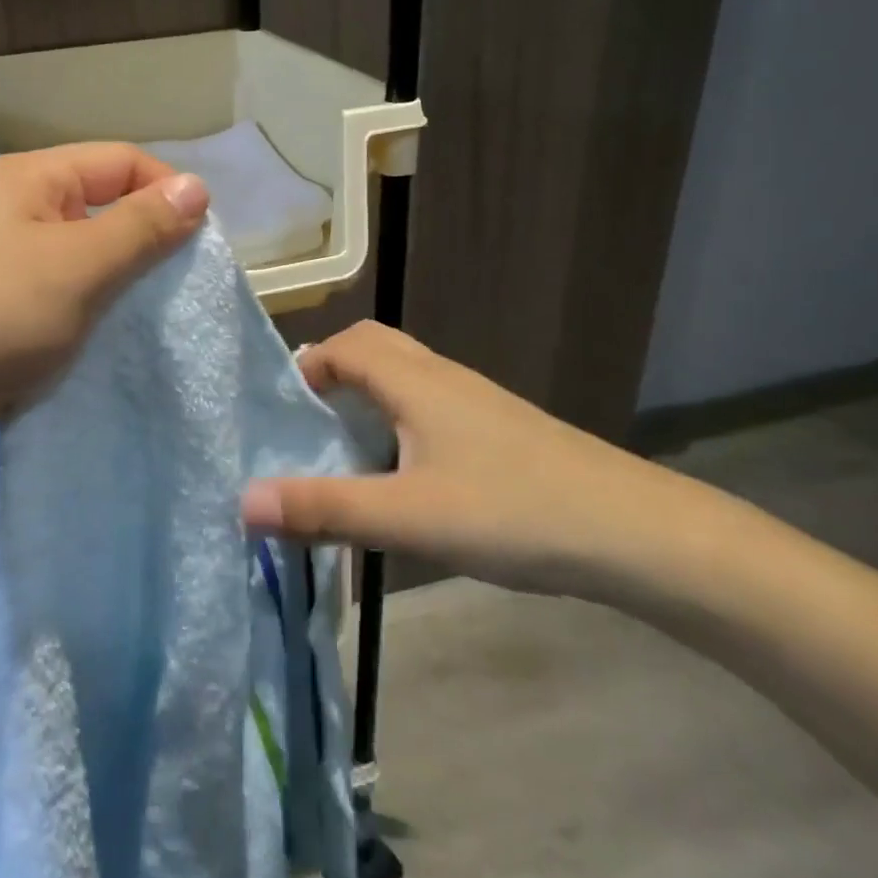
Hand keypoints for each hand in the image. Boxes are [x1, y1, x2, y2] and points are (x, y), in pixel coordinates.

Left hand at [0, 143, 208, 428]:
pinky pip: (57, 294)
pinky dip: (87, 312)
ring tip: (146, 320)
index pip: (123, 161)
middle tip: (178, 290)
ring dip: (117, 283)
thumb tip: (198, 187)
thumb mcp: (79, 267)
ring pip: (82, 256)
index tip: (202, 246)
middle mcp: (15, 208)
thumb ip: (141, 227)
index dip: (169, 193)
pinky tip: (103, 341)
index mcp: (32, 177)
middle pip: (102, 206)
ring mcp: (1, 259)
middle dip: (146, 243)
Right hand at [240, 321, 703, 598]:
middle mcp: (443, 378)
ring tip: (343, 449)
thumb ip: (324, 508)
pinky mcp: (500, 430)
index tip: (279, 411)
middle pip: (375, 349)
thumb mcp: (407, 516)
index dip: (306, 366)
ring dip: (367, 397)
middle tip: (306, 424)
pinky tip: (405, 475)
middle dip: (333, 373)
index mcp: (415, 381)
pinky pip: (431, 405)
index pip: (345, 345)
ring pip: (406, 377)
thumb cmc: (512, 512)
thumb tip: (243, 502)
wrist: (635, 533)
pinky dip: (399, 421)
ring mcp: (477, 402)